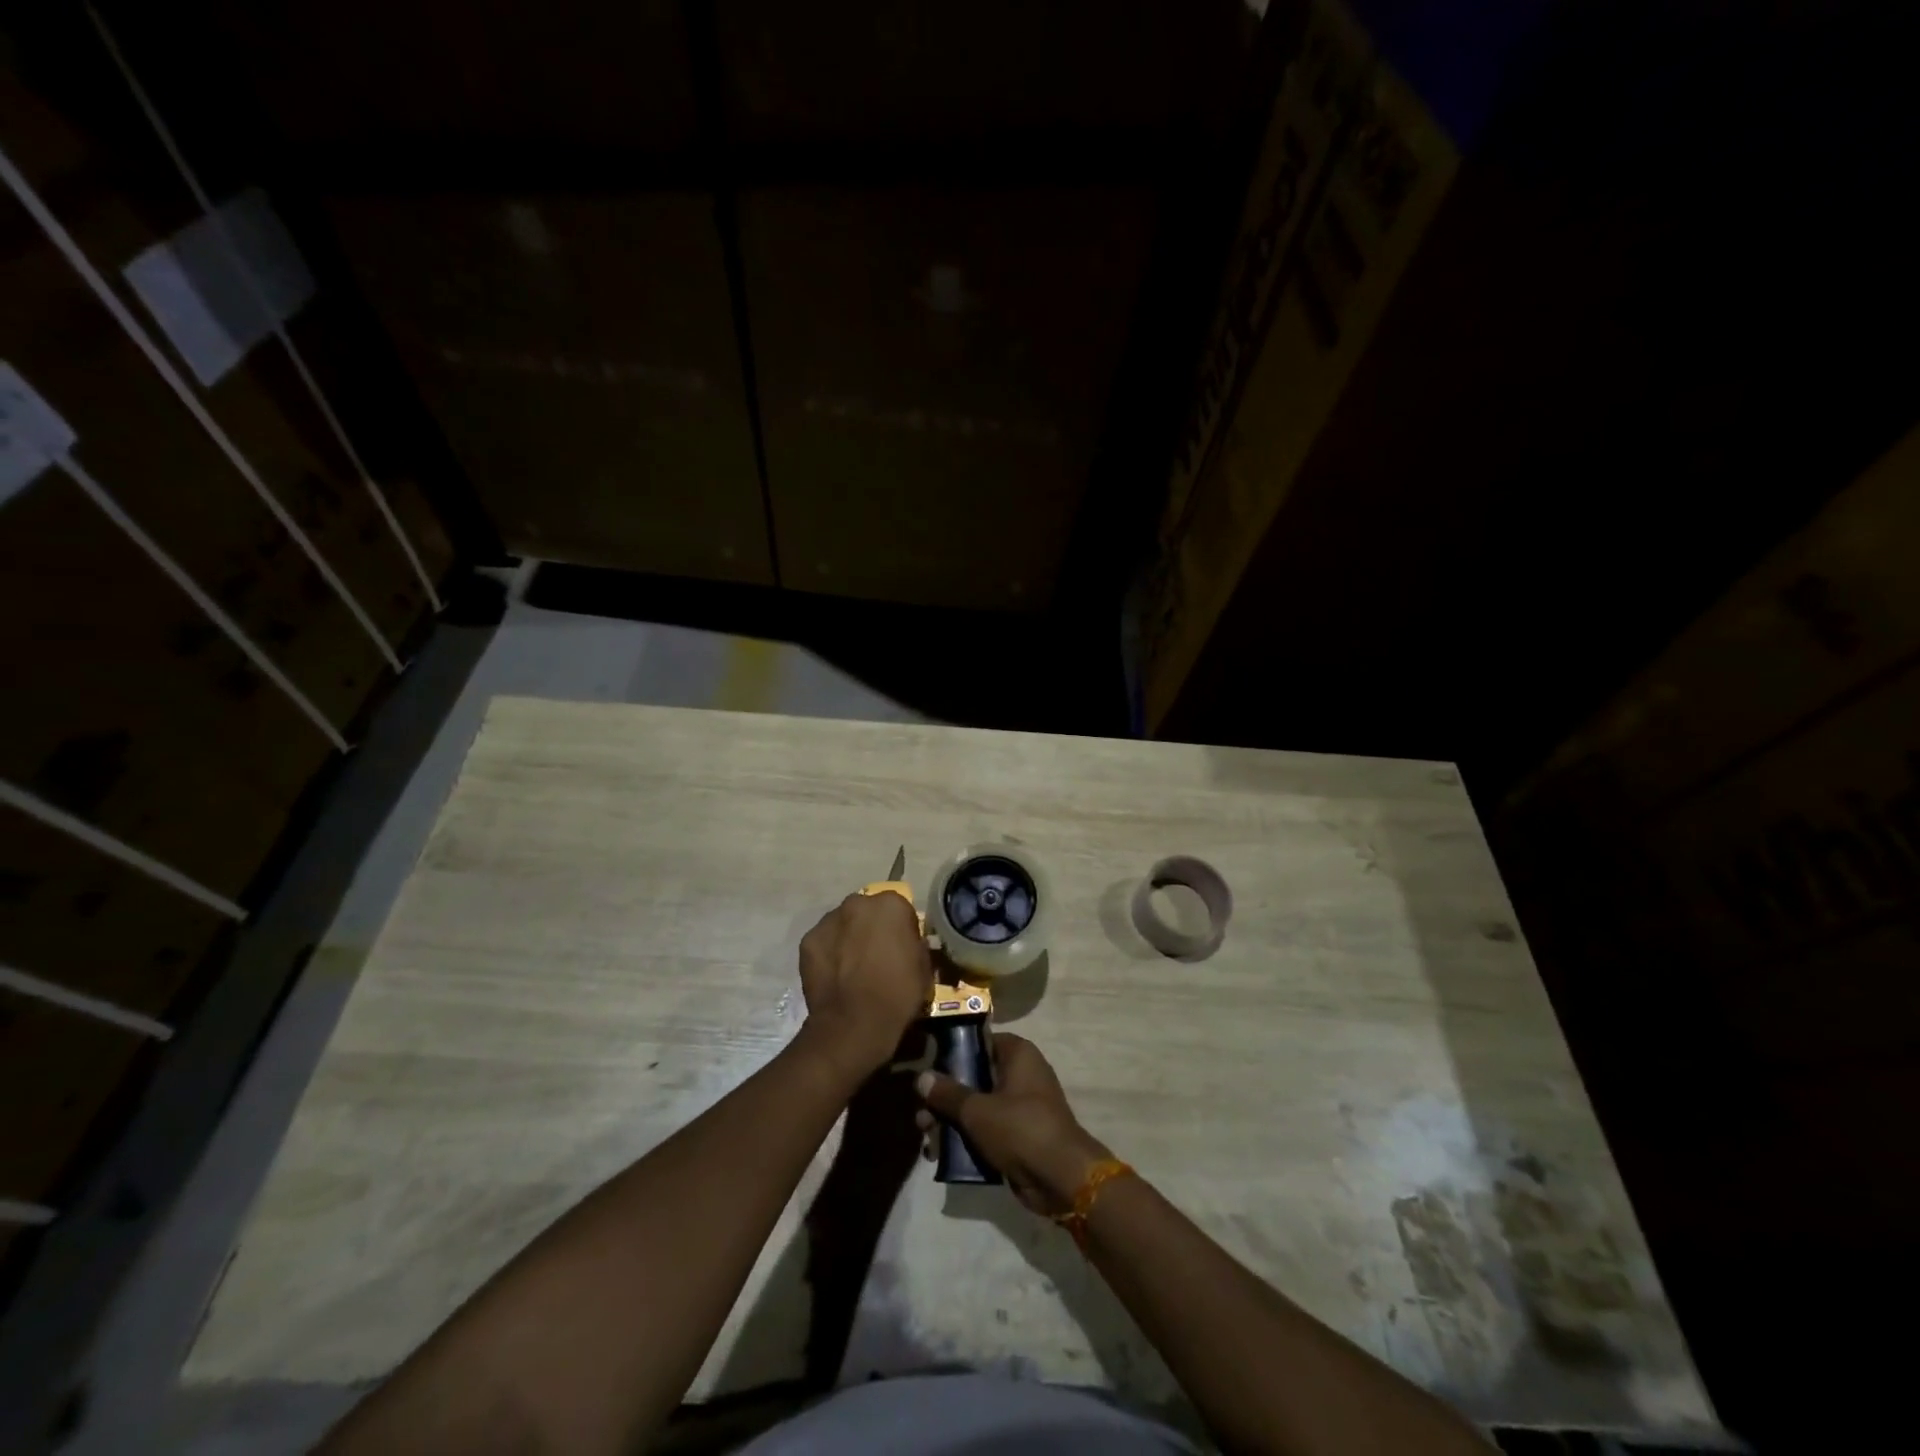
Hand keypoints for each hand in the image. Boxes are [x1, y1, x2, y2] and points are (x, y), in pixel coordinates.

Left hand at [798, 891, 931, 1078]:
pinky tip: (833, 974)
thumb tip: (907, 943)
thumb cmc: (898, 994)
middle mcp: (858, 902)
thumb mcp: (923, 967)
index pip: (899, 908)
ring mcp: (829, 920)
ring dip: (848, 937)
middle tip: (875, 955)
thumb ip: (915, 944)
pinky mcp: (807, 940)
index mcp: (891, 904)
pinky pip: (823, 942)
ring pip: (842, 923)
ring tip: (851, 967)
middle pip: (867, 911)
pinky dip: (828, 952)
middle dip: (871, 927)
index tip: (901, 948)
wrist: (854, 1024)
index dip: (901, 929)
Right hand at [915, 1034, 1111, 1215]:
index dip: (952, 1053)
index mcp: (1018, 1054)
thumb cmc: (1020, 1129)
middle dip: (945, 1098)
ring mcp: (1022, 1105)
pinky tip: (942, 1154)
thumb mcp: (977, 1110)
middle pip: (974, 1077)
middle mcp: (1022, 1073)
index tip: (927, 1068)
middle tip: (921, 1117)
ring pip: (978, 1106)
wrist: (1062, 1178)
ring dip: (952, 1121)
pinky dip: (968, 1138)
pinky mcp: (1021, 1134)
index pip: (979, 1041)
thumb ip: (948, 1093)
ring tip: (927, 1140)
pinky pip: (988, 1129)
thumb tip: (920, 1076)